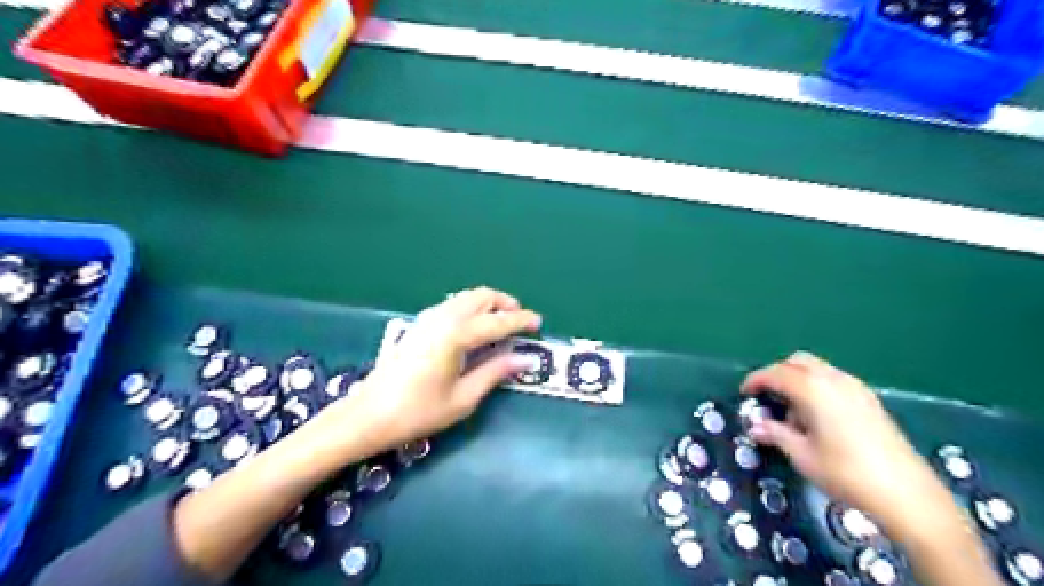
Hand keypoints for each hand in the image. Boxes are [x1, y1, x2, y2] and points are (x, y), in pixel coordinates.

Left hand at [344, 288, 542, 451]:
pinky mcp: (419, 324)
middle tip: (520, 320)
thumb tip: (525, 358)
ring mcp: (428, 318)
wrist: (369, 415)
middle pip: (481, 296)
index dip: (521, 320)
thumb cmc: (419, 411)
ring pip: (466, 297)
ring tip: (500, 323)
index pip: (498, 322)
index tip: (539, 323)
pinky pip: (453, 305)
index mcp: (456, 335)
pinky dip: (471, 308)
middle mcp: (443, 318)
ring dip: (487, 304)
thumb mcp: (463, 398)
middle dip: (505, 303)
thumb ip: (495, 372)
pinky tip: (474, 328)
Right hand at [742, 349, 937, 524]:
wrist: (906, 494)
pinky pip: (834, 380)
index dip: (756, 380)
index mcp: (813, 389)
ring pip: (818, 369)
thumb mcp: (802, 455)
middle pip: (798, 362)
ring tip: (792, 413)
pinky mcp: (870, 400)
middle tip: (767, 397)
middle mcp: (834, 379)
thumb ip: (776, 434)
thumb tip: (755, 426)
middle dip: (778, 374)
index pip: (776, 373)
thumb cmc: (845, 472)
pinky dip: (817, 387)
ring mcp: (856, 388)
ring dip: (798, 380)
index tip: (744, 393)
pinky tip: (817, 417)